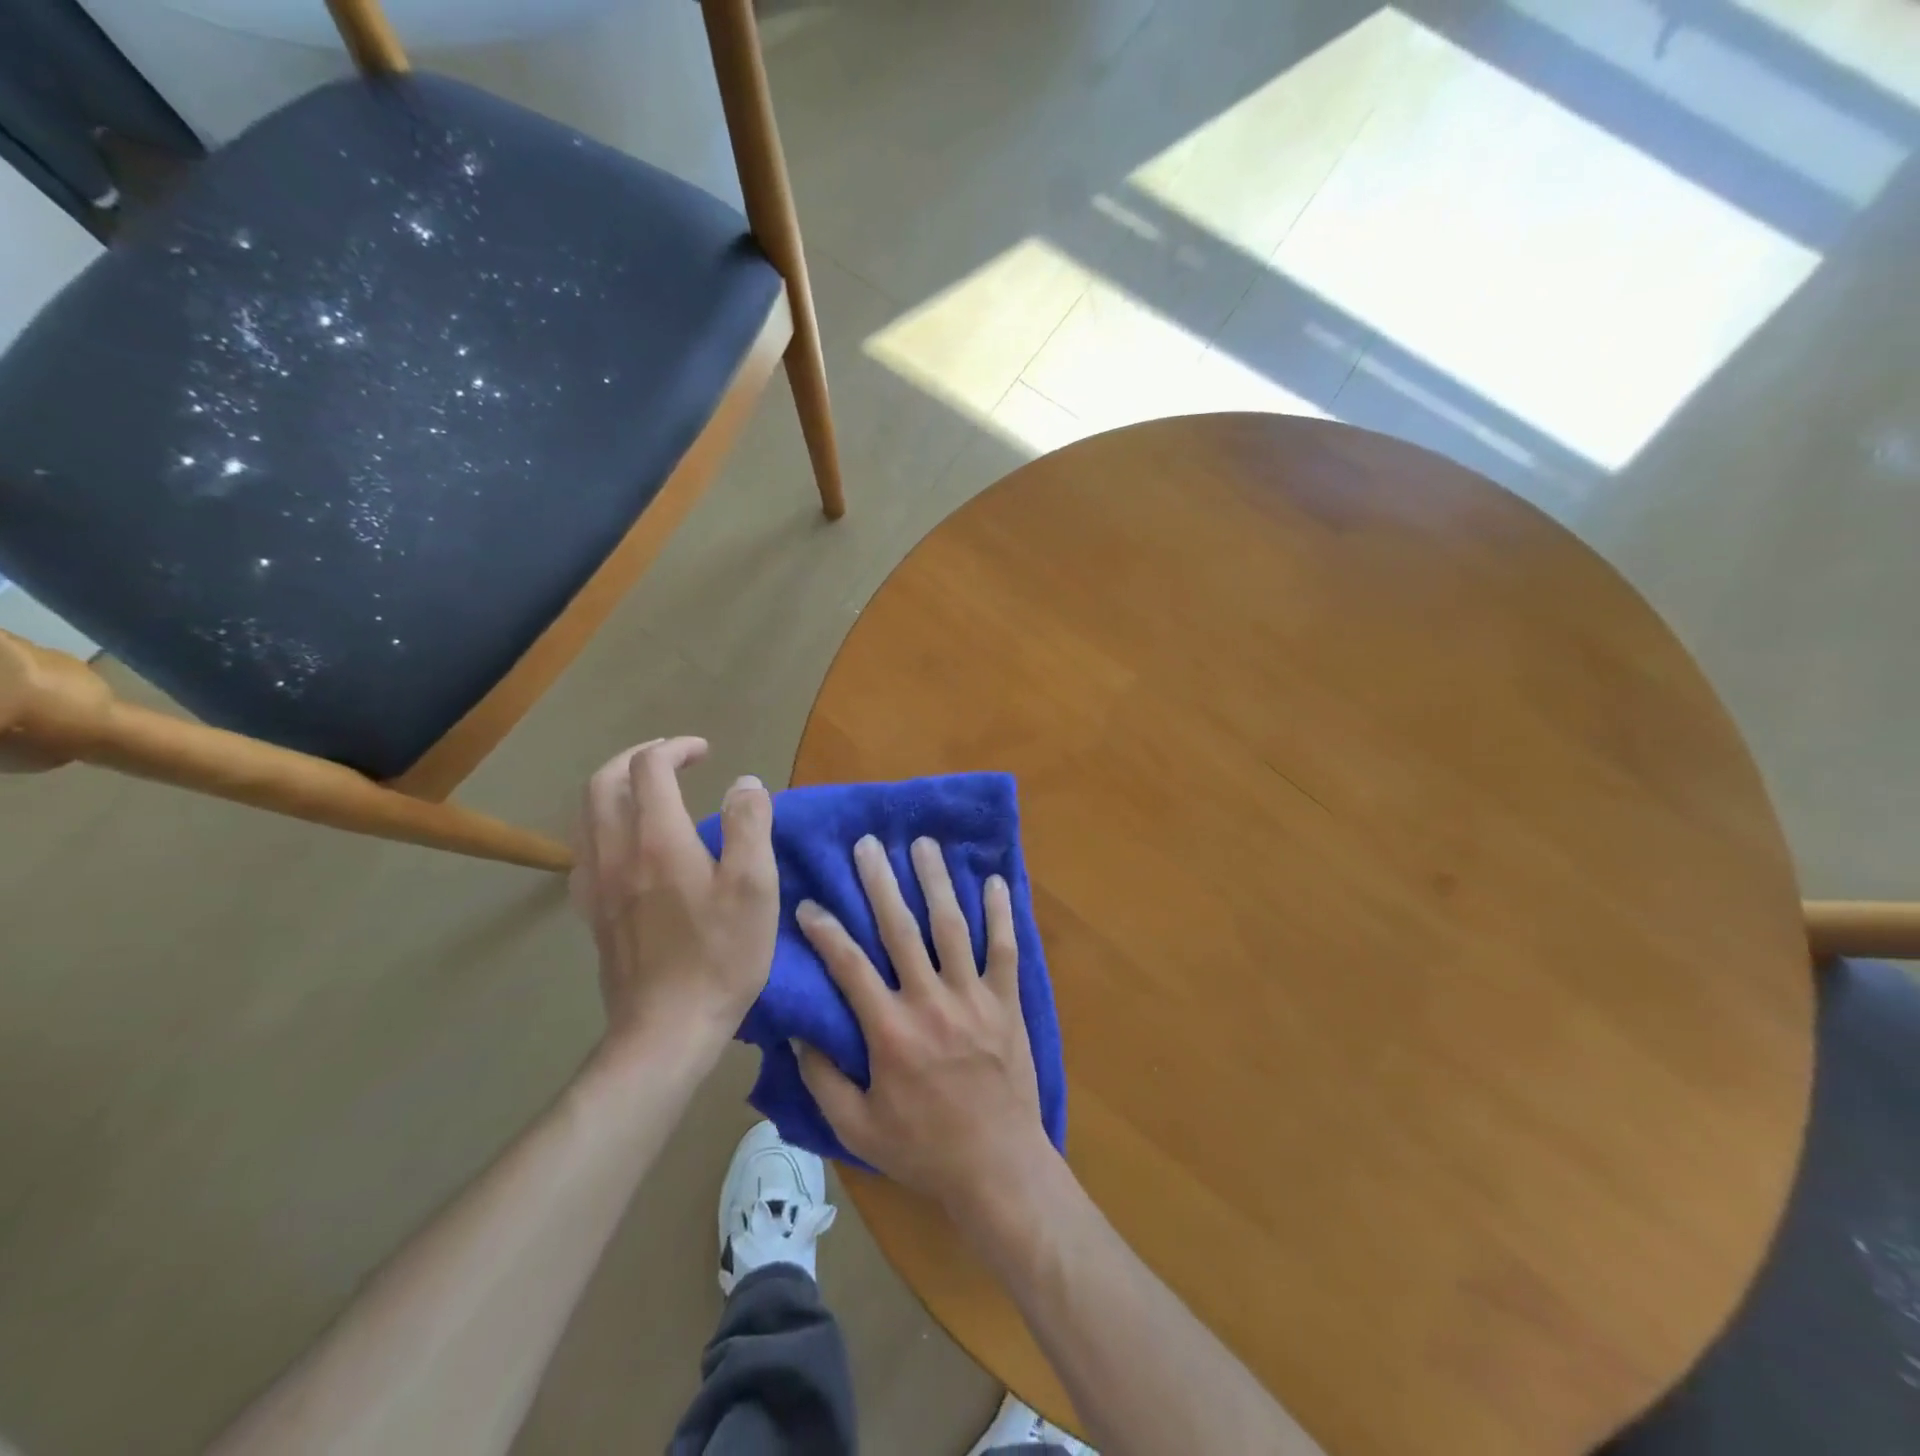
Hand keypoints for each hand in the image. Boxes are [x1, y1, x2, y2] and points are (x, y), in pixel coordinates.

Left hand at [572, 737, 778, 1058]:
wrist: (666, 1030)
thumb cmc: (720, 956)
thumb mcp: (754, 887)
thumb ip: (750, 825)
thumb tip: (744, 783)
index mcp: (657, 840)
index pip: (649, 768)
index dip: (676, 748)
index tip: (706, 753)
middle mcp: (616, 853)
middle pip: (604, 782)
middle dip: (637, 758)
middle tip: (673, 759)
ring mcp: (596, 885)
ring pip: (587, 814)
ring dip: (616, 788)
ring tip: (650, 792)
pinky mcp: (592, 913)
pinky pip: (585, 850)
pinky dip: (604, 826)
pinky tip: (629, 844)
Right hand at [794, 835, 1053, 1212]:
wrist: (998, 1167)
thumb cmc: (923, 1149)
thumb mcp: (856, 1129)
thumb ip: (823, 1081)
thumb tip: (798, 1034)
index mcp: (889, 1032)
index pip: (849, 966)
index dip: (825, 931)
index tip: (809, 903)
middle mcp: (929, 1002)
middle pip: (901, 929)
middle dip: (881, 883)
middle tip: (868, 845)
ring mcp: (972, 999)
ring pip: (952, 927)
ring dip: (936, 882)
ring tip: (924, 845)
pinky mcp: (1006, 1003)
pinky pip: (1004, 949)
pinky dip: (1000, 914)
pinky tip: (995, 880)